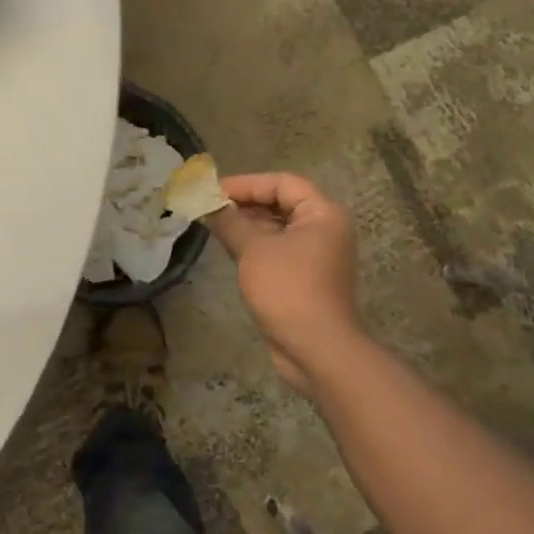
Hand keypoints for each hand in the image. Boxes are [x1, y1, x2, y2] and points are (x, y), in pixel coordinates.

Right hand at [207, 172, 359, 390]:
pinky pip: (277, 250)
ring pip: (277, 228)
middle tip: (210, 206)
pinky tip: (228, 246)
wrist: (317, 350)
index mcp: (322, 214)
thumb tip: (210, 206)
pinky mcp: (305, 277)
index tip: (214, 191)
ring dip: (246, 224)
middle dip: (244, 203)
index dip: (247, 183)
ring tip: (213, 224)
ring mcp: (316, 255)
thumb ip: (230, 222)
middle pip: (281, 203)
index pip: (282, 183)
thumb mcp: (254, 249)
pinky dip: (254, 245)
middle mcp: (324, 229)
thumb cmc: (288, 289)